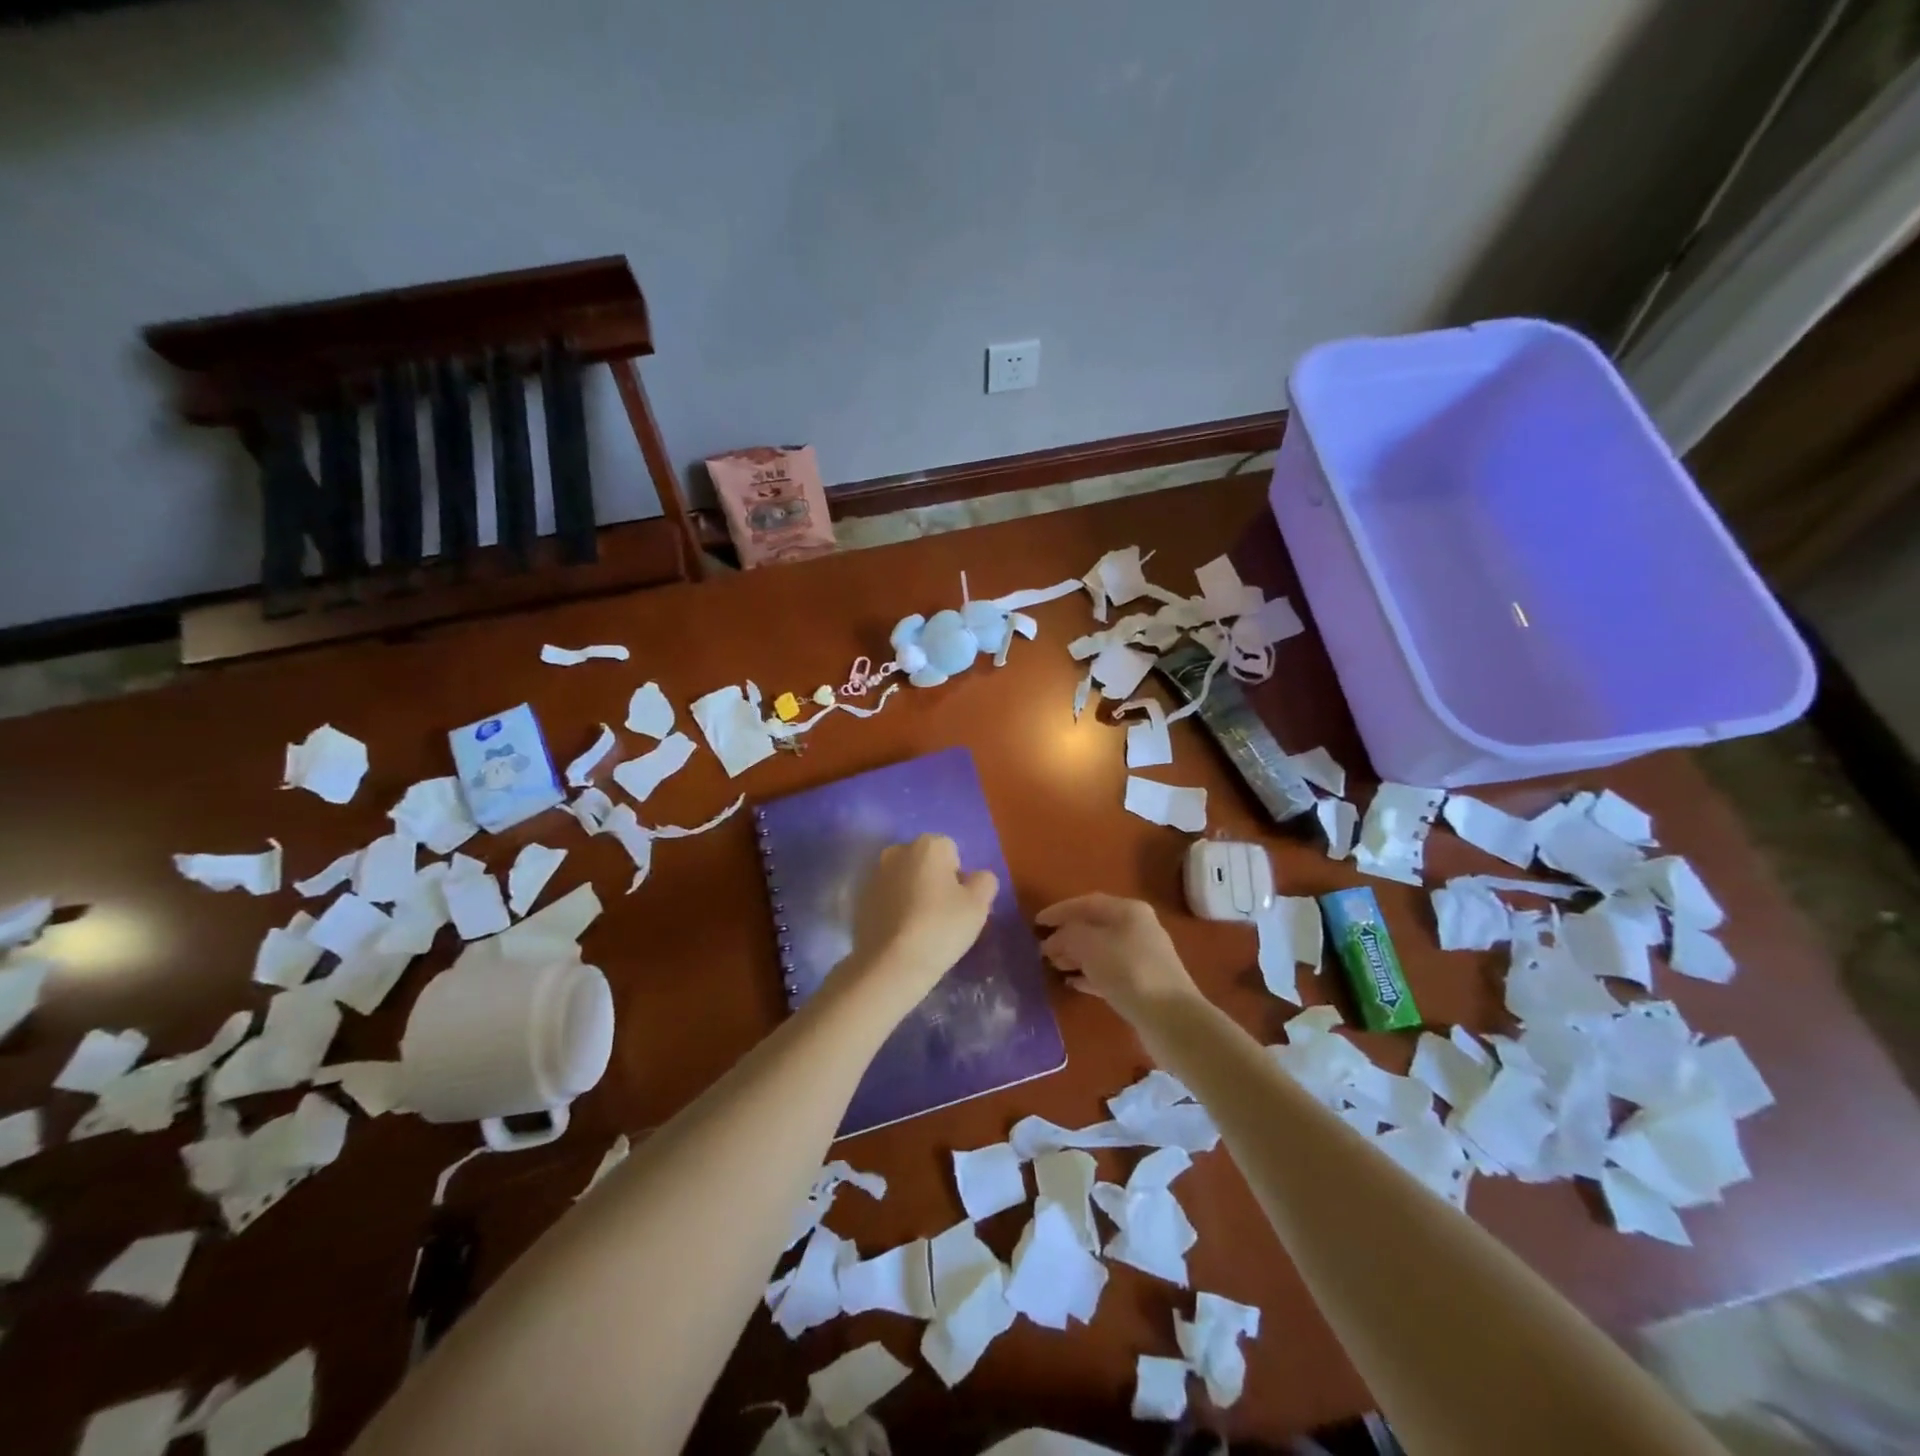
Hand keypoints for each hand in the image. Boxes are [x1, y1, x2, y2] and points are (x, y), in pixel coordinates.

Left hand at [838, 835, 997, 1020]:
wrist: (891, 963)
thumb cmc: (941, 927)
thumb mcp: (979, 905)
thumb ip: (984, 881)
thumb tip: (976, 878)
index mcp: (928, 844)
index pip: (952, 851)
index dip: (959, 877)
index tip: (959, 903)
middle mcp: (897, 850)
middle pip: (924, 862)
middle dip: (933, 880)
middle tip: (942, 914)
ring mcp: (874, 874)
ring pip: (903, 879)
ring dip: (912, 893)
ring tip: (921, 927)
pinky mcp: (859, 899)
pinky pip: (886, 898)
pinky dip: (894, 908)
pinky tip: (901, 934)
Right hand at [1036, 894, 1200, 1025]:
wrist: (1171, 1019)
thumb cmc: (1128, 970)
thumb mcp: (1089, 945)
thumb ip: (1066, 936)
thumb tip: (1053, 940)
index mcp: (1128, 910)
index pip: (1087, 903)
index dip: (1059, 911)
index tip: (1036, 923)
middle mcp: (1137, 928)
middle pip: (1094, 926)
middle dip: (1066, 935)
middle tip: (1042, 949)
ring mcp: (1142, 957)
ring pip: (1100, 950)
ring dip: (1075, 956)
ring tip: (1053, 966)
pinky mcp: (1143, 985)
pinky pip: (1108, 972)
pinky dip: (1089, 975)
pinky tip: (1072, 983)